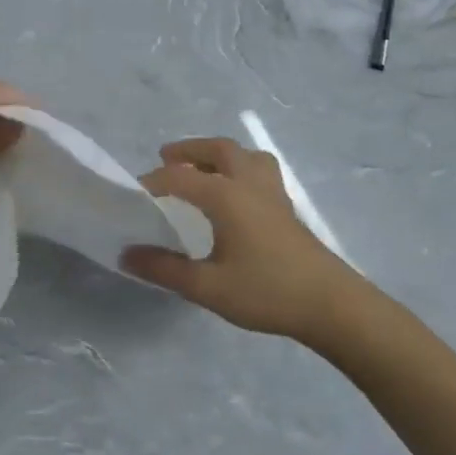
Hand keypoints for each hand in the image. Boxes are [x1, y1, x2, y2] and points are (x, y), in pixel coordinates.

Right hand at [123, 137, 370, 343]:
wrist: (330, 305)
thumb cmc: (266, 291)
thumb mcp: (207, 286)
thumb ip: (164, 269)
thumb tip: (126, 255)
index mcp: (226, 196)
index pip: (180, 177)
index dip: (153, 182)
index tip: (132, 195)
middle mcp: (249, 183)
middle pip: (218, 150)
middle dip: (189, 150)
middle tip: (165, 158)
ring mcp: (273, 193)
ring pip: (245, 155)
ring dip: (219, 154)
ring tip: (202, 168)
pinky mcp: (287, 208)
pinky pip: (260, 170)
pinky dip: (240, 167)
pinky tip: (235, 194)